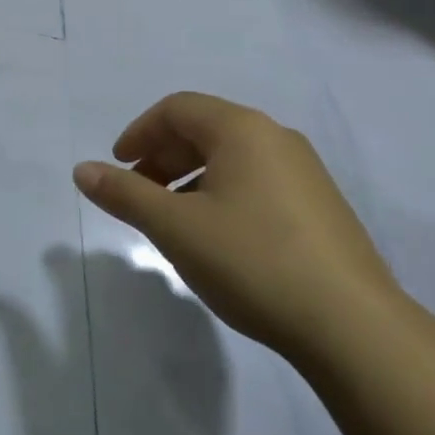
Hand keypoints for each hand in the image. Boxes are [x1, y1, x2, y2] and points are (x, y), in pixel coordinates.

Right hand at [73, 93, 400, 359]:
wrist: (352, 325)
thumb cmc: (253, 262)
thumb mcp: (176, 228)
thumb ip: (126, 195)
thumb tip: (82, 170)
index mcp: (242, 129)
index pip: (177, 108)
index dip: (139, 132)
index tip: (117, 166)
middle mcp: (277, 137)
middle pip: (205, 129)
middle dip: (163, 156)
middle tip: (139, 194)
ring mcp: (306, 171)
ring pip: (232, 157)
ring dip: (192, 177)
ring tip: (173, 220)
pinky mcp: (321, 205)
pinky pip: (258, 180)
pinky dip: (223, 193)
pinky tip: (219, 237)